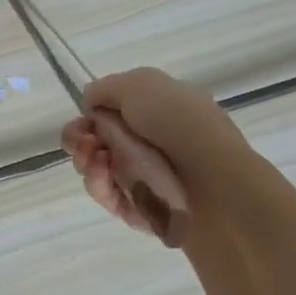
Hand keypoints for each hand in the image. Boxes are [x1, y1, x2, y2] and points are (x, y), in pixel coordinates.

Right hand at [60, 67, 252, 235]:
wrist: (216, 182)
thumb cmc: (181, 126)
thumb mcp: (140, 86)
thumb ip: (105, 89)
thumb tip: (90, 104)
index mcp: (155, 111)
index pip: (108, 114)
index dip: (88, 117)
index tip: (84, 121)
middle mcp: (149, 143)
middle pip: (95, 143)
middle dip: (79, 141)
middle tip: (85, 144)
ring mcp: (144, 177)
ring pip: (96, 171)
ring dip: (86, 163)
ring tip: (96, 162)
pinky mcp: (139, 209)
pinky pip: (107, 196)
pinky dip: (99, 186)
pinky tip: (103, 178)